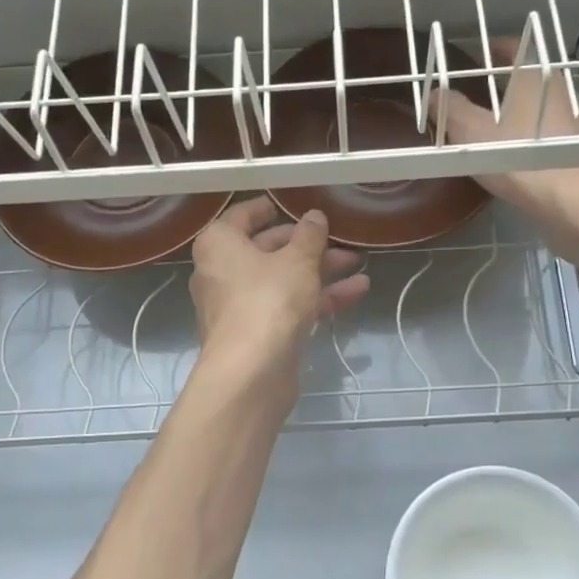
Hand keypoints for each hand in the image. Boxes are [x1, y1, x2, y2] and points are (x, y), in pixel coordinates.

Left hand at [189, 198, 369, 388]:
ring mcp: (239, 306)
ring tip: (358, 263)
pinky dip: (317, 298)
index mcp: (220, 244)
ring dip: (320, 271)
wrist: (251, 374)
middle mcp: (222, 272)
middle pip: (268, 249)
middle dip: (308, 245)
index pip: (243, 215)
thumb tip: (314, 216)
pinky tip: (356, 292)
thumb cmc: (268, 301)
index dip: (270, 208)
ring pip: (283, 280)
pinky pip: (288, 306)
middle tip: (340, 238)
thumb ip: (309, 235)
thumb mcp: (298, 260)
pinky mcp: (257, 334)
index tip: (295, 204)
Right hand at [428, 38, 578, 251]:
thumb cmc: (521, 158)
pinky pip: (550, 134)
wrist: (578, 203)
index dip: (491, 49)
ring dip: (519, 111)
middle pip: (528, 77)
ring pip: (540, 106)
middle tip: (475, 94)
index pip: (512, 47)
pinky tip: (518, 156)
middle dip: (502, 83)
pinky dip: (532, 137)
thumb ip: (450, 110)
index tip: (473, 58)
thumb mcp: (472, 133)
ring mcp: (576, 120)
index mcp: (534, 75)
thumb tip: (434, 93)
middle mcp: (560, 89)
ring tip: (493, 127)